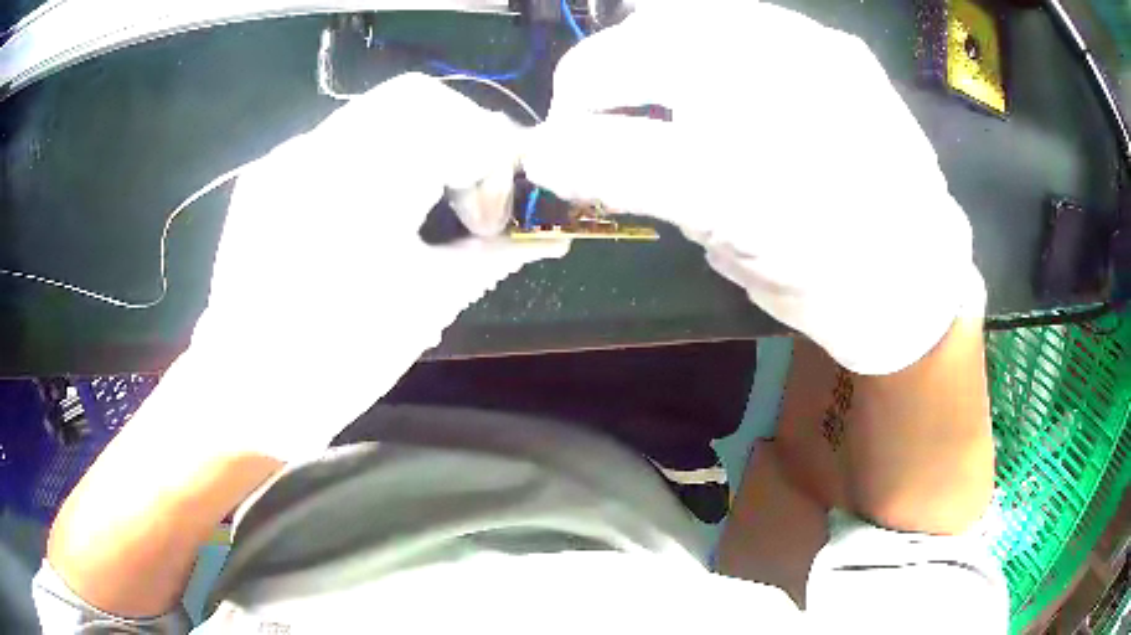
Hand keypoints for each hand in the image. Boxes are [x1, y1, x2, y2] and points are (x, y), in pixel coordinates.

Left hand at [185, 74, 566, 460]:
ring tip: (423, 206)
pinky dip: (374, 160)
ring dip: (418, 146)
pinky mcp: (266, 177)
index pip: (455, 120)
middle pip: (416, 98)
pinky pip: (335, 143)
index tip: (493, 216)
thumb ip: (492, 256)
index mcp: (361, 183)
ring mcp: (284, 159)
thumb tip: (550, 237)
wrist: (245, 397)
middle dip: (461, 138)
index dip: (494, 158)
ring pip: (374, 114)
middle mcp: (316, 150)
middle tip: (469, 197)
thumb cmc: (336, 361)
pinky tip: (372, 212)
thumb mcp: (424, 305)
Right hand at [522, 2, 984, 374]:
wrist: (921, 270)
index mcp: (753, 188)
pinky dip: (699, 32)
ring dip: (640, 48)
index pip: (617, 149)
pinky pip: (738, 13)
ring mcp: (814, 55)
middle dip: (587, 82)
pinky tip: (710, 66)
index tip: (543, 156)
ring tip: (646, 82)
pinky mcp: (836, 43)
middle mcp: (782, 103)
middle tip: (588, 112)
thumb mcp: (732, 258)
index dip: (561, 150)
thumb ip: (652, 193)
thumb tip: (572, 154)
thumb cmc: (828, 286)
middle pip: (637, 52)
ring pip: (680, 14)